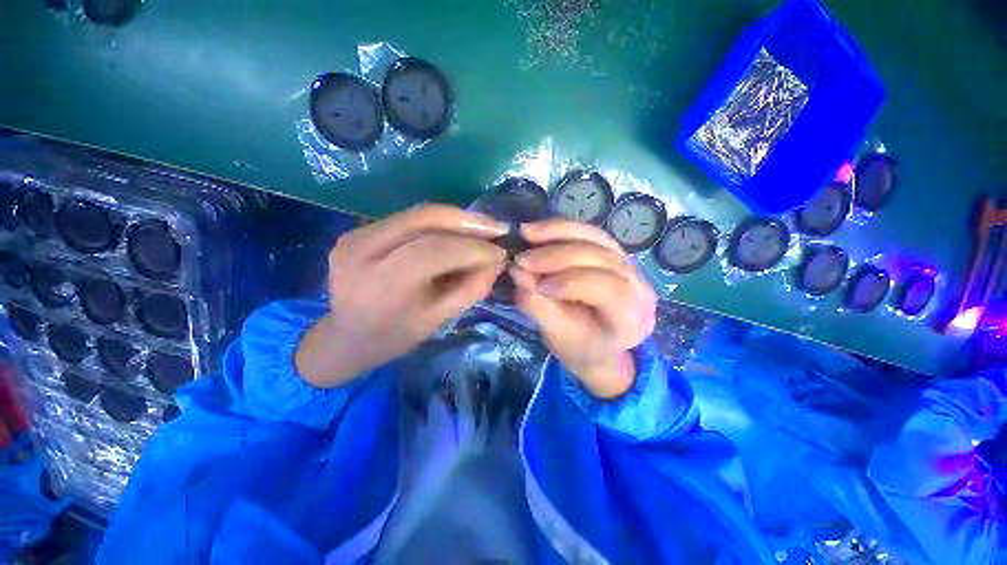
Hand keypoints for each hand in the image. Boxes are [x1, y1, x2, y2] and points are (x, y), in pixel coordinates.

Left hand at [297, 205, 508, 387]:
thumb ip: (469, 289)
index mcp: (380, 283)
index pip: (433, 251)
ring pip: (418, 214)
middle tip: (498, 228)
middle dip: (468, 222)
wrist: (346, 337)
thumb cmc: (393, 336)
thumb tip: (497, 263)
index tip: (501, 253)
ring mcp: (355, 235)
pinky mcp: (357, 230)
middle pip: (424, 219)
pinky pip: (409, 220)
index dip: (472, 248)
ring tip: (485, 229)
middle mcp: (361, 250)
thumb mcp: (437, 320)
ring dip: (457, 219)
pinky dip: (440, 224)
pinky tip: (459, 232)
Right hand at [510, 219, 656, 398]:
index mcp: (632, 318)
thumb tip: (518, 273)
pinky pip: (589, 232)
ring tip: (526, 234)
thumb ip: (539, 306)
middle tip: (522, 259)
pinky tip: (538, 230)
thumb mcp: (556, 336)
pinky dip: (561, 229)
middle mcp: (639, 287)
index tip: (536, 284)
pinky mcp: (614, 251)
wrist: (595, 343)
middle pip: (602, 258)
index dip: (571, 282)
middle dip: (557, 256)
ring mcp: (629, 265)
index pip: (609, 290)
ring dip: (558, 233)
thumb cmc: (578, 346)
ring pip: (596, 238)